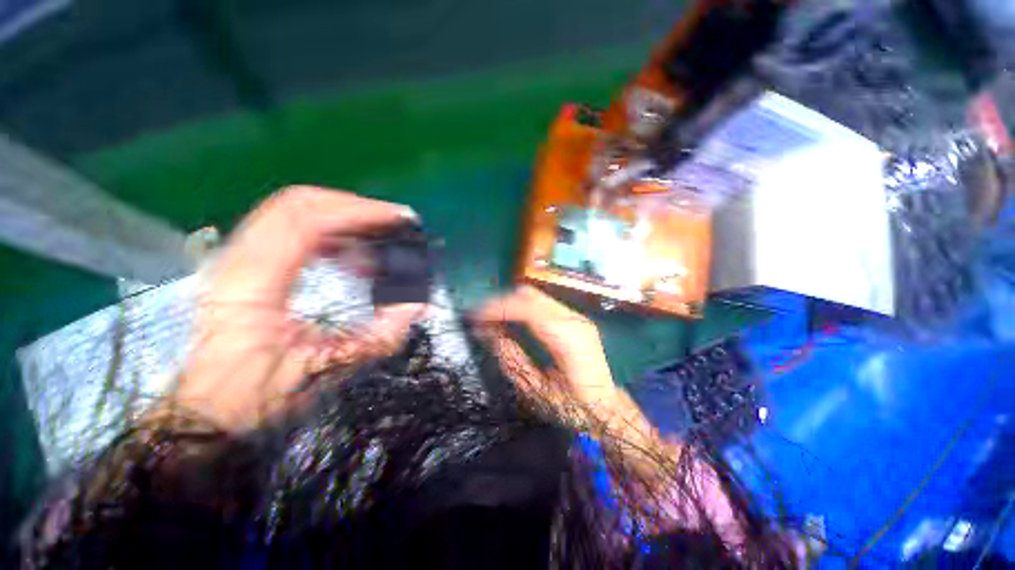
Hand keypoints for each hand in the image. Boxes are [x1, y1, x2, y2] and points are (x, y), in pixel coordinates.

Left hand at [172, 186, 423, 430]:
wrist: (206, 413)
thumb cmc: (258, 397)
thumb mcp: (328, 371)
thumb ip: (380, 337)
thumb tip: (418, 306)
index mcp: (253, 283)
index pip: (306, 222)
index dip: (358, 213)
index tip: (398, 218)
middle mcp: (237, 259)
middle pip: (297, 203)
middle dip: (353, 207)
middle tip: (391, 223)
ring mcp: (235, 258)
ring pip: (291, 210)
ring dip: (341, 217)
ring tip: (375, 240)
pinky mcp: (242, 264)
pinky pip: (287, 228)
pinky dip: (326, 231)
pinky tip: (349, 254)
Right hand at [472, 286, 615, 403]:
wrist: (606, 407)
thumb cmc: (572, 407)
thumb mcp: (535, 389)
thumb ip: (510, 357)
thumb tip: (485, 332)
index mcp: (568, 338)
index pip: (528, 309)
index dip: (498, 309)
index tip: (475, 316)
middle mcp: (574, 319)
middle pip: (530, 295)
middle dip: (501, 303)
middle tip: (480, 318)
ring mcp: (577, 315)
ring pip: (535, 295)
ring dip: (510, 303)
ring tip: (491, 318)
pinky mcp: (575, 318)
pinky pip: (542, 303)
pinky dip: (522, 307)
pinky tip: (511, 319)